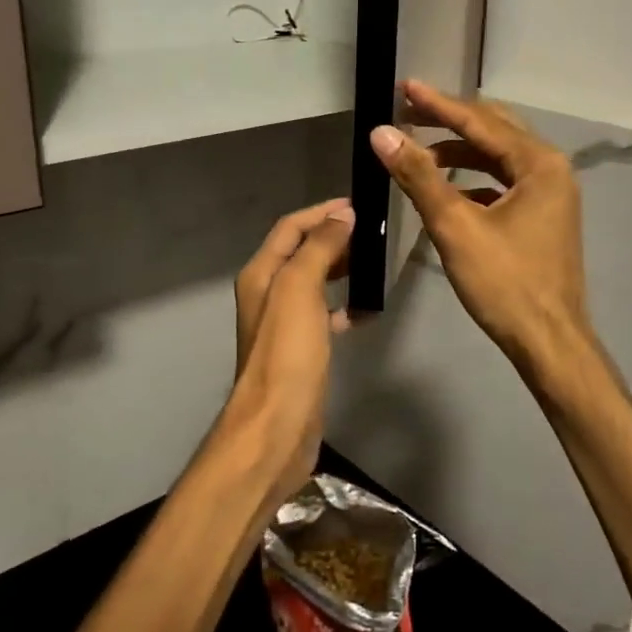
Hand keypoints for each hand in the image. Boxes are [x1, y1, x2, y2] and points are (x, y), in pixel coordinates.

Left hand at [213, 199, 354, 501]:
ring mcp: (282, 324)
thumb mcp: (300, 290)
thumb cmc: (287, 354)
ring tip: (370, 264)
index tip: (356, 206)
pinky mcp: (299, 350)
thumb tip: (342, 216)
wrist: (277, 425)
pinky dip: (341, 306)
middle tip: (369, 233)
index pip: (289, 229)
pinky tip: (362, 312)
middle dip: (331, 238)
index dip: (320, 213)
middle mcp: (267, 294)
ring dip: (338, 268)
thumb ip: (319, 249)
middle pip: (299, 253)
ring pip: (312, 283)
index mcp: (261, 275)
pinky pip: (322, 315)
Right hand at [368, 82, 591, 376]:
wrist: (548, 341)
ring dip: (459, 153)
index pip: (480, 122)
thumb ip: (419, 176)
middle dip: (450, 121)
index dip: (438, 105)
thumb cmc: (505, 283)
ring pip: (499, 158)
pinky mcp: (542, 217)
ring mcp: (550, 195)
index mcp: (538, 164)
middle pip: (494, 131)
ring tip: (418, 153)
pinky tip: (446, 191)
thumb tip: (382, 133)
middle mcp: (550, 170)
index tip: (404, 87)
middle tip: (408, 112)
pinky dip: (473, 180)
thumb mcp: (455, 226)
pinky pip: (503, 183)